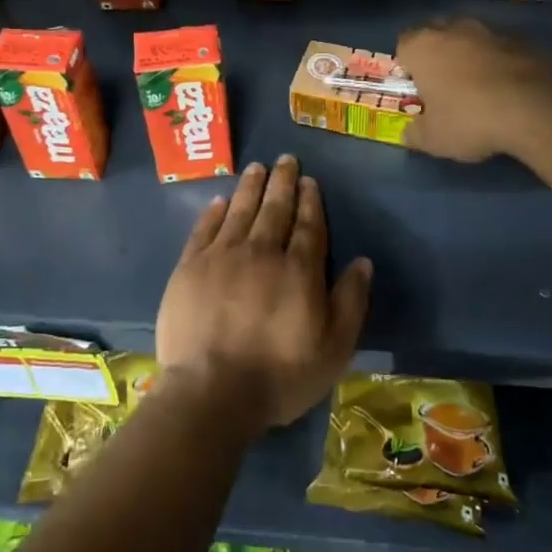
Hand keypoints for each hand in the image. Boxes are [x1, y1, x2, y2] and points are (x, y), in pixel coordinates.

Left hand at [156, 156, 371, 430]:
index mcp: (298, 270)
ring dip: (250, 187)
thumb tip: (362, 262)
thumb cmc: (279, 375)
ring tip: (257, 167)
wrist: (211, 392)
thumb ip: (350, 302)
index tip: (309, 180)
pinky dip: (214, 212)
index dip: (310, 201)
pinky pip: (204, 230)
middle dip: (282, 182)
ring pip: (240, 211)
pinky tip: (220, 201)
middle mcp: (261, 252)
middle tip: (285, 159)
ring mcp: (222, 257)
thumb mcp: (334, 349)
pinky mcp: (190, 268)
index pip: (308, 226)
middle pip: (274, 209)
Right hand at [396, 18, 551, 162]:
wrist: (536, 109)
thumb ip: (414, 134)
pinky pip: (500, 50)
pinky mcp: (523, 40)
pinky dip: (499, 63)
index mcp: (423, 46)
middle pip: (437, 35)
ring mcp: (491, 31)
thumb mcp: (433, 139)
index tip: (418, 89)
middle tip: (444, 87)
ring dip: (470, 57)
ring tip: (479, 89)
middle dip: (438, 55)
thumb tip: (410, 133)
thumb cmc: (470, 120)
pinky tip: (507, 90)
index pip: (403, 45)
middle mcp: (454, 29)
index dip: (408, 66)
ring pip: (471, 40)